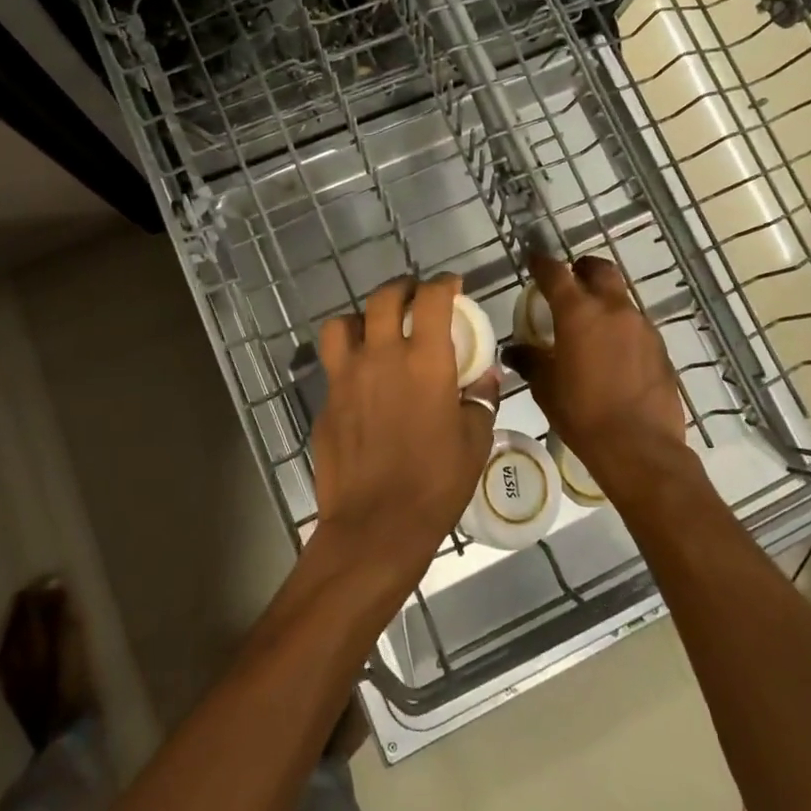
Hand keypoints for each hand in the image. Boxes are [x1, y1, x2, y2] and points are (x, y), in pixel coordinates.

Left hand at [308, 276, 497, 600]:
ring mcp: (346, 377)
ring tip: (375, 330)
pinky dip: (348, 360)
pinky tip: (361, 381)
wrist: (375, 526)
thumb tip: (485, 377)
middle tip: (415, 297)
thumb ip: (480, 400)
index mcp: (424, 361)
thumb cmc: (435, 484)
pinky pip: (333, 365)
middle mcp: (381, 356)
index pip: (431, 299)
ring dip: (362, 318)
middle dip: (402, 288)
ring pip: (343, 323)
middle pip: (383, 298)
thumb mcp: (474, 441)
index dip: (444, 284)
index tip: (452, 286)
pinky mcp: (326, 401)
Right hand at [504, 255, 688, 496]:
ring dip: (604, 299)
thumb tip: (515, 350)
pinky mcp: (660, 347)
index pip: (556, 273)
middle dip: (582, 269)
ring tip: (590, 323)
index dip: (542, 263)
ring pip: (620, 297)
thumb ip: (530, 360)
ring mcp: (642, 326)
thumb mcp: (546, 388)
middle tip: (569, 282)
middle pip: (599, 269)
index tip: (533, 260)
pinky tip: (613, 352)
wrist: (640, 448)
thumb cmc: (583, 414)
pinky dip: (621, 327)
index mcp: (578, 312)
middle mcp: (613, 309)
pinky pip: (635, 325)